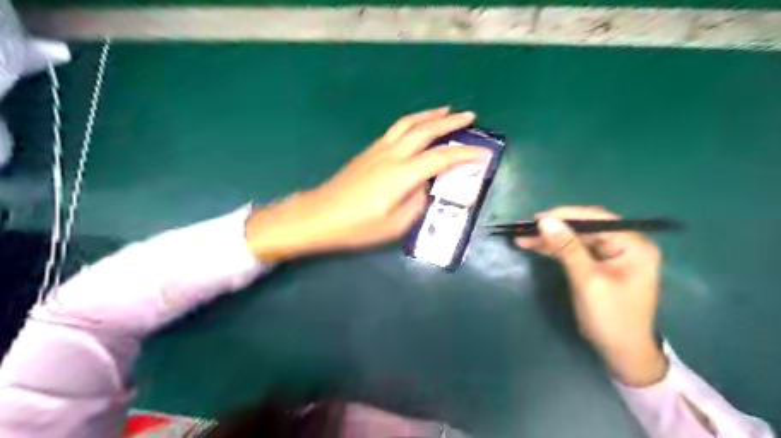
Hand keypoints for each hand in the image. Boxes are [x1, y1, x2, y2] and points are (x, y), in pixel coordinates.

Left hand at [244, 106, 486, 261]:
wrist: (318, 215)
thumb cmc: (357, 226)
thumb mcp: (395, 225)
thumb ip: (417, 203)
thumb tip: (426, 187)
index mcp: (402, 174)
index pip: (441, 158)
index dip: (464, 155)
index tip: (483, 154)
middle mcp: (392, 155)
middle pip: (425, 130)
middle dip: (450, 122)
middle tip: (470, 116)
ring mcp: (378, 150)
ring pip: (408, 123)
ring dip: (430, 115)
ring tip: (446, 110)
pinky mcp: (368, 151)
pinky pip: (396, 129)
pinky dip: (413, 122)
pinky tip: (417, 126)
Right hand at [517, 206, 666, 385]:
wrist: (622, 353)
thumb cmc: (610, 317)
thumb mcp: (587, 280)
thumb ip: (567, 248)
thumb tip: (545, 220)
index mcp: (633, 245)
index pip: (596, 219)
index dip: (564, 215)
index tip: (536, 218)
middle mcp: (626, 245)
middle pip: (585, 228)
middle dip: (554, 228)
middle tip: (526, 229)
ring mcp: (613, 255)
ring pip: (577, 239)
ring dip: (551, 239)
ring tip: (523, 238)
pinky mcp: (601, 266)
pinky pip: (576, 251)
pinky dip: (557, 250)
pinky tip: (537, 247)